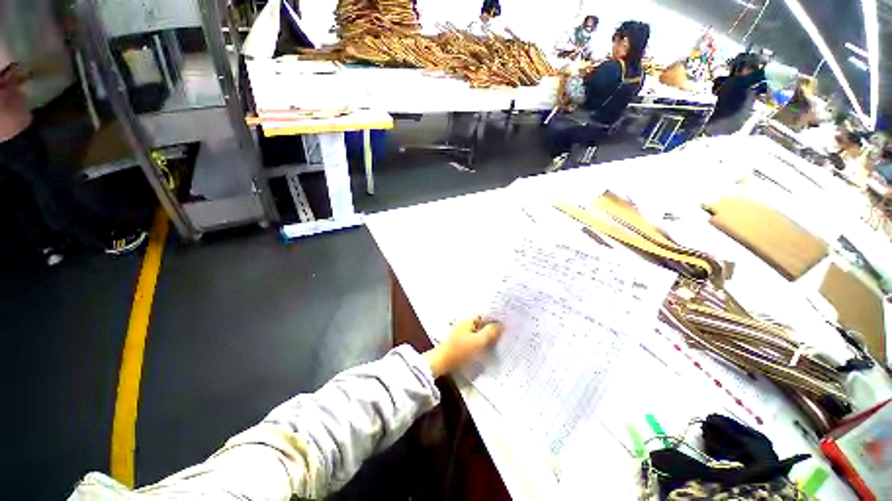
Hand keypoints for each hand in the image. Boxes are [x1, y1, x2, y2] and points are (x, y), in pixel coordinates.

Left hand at [423, 316, 502, 377]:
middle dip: (492, 328)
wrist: (442, 362)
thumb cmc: (460, 350)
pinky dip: (480, 341)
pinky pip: (474, 337)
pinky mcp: (460, 340)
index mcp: (469, 319)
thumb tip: (501, 325)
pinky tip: (486, 348)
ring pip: (478, 331)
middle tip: (504, 335)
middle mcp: (465, 322)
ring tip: (497, 342)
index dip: (495, 320)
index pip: (485, 315)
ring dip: (486, 336)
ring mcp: (461, 331)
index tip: (506, 326)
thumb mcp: (478, 342)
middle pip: (482, 323)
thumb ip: (490, 332)